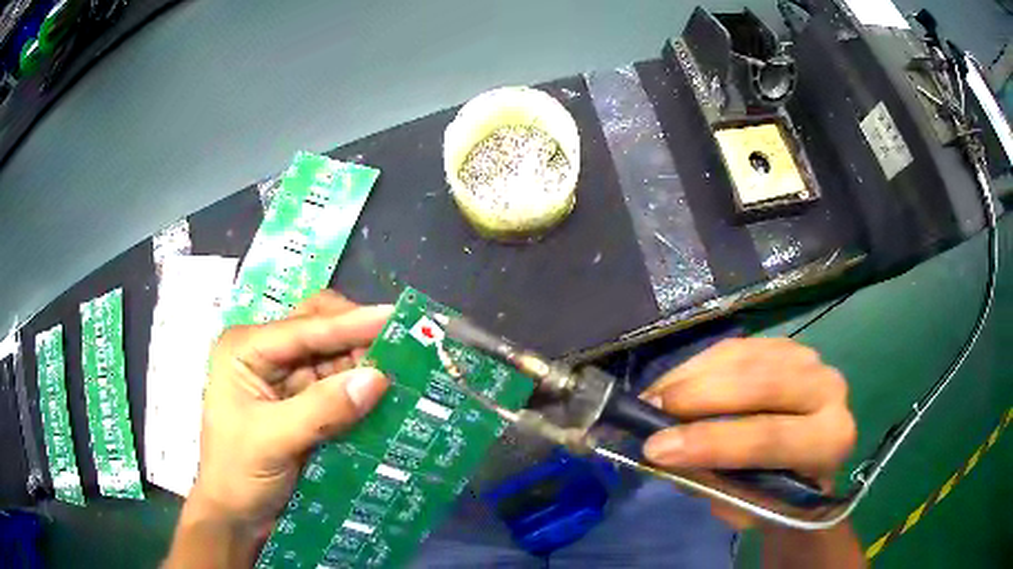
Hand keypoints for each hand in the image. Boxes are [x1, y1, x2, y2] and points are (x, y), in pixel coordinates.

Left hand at [167, 291, 391, 566]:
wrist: (237, 517)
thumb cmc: (238, 474)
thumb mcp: (273, 440)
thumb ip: (322, 408)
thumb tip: (379, 378)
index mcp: (246, 349)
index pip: (304, 328)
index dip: (351, 322)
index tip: (395, 317)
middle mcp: (265, 353)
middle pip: (318, 327)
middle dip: (358, 335)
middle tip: (403, 345)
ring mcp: (284, 378)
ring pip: (332, 354)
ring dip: (364, 360)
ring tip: (404, 367)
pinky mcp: (302, 403)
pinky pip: (337, 384)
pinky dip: (360, 386)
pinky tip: (385, 391)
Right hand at [641, 338, 856, 527]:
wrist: (809, 464)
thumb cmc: (781, 496)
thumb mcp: (751, 509)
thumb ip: (717, 486)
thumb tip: (667, 458)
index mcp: (829, 440)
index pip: (770, 437)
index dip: (712, 442)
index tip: (656, 450)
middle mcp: (829, 390)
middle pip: (762, 385)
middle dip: (700, 398)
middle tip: (651, 412)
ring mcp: (809, 360)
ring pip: (746, 358)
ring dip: (693, 376)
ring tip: (654, 397)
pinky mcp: (785, 346)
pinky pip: (738, 346)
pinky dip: (700, 363)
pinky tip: (675, 382)